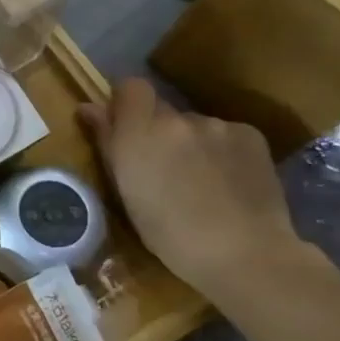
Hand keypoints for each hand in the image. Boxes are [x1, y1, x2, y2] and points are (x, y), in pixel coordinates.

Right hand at [78, 77, 303, 296]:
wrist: (244, 254)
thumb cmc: (169, 234)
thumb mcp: (125, 191)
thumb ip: (107, 142)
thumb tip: (88, 108)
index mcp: (139, 132)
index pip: (130, 87)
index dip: (127, 103)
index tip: (125, 128)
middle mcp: (176, 119)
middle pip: (162, 110)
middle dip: (159, 131)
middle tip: (165, 168)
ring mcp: (216, 125)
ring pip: (195, 126)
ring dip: (192, 144)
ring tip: (203, 182)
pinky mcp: (251, 135)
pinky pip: (225, 135)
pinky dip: (222, 152)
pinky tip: (229, 182)